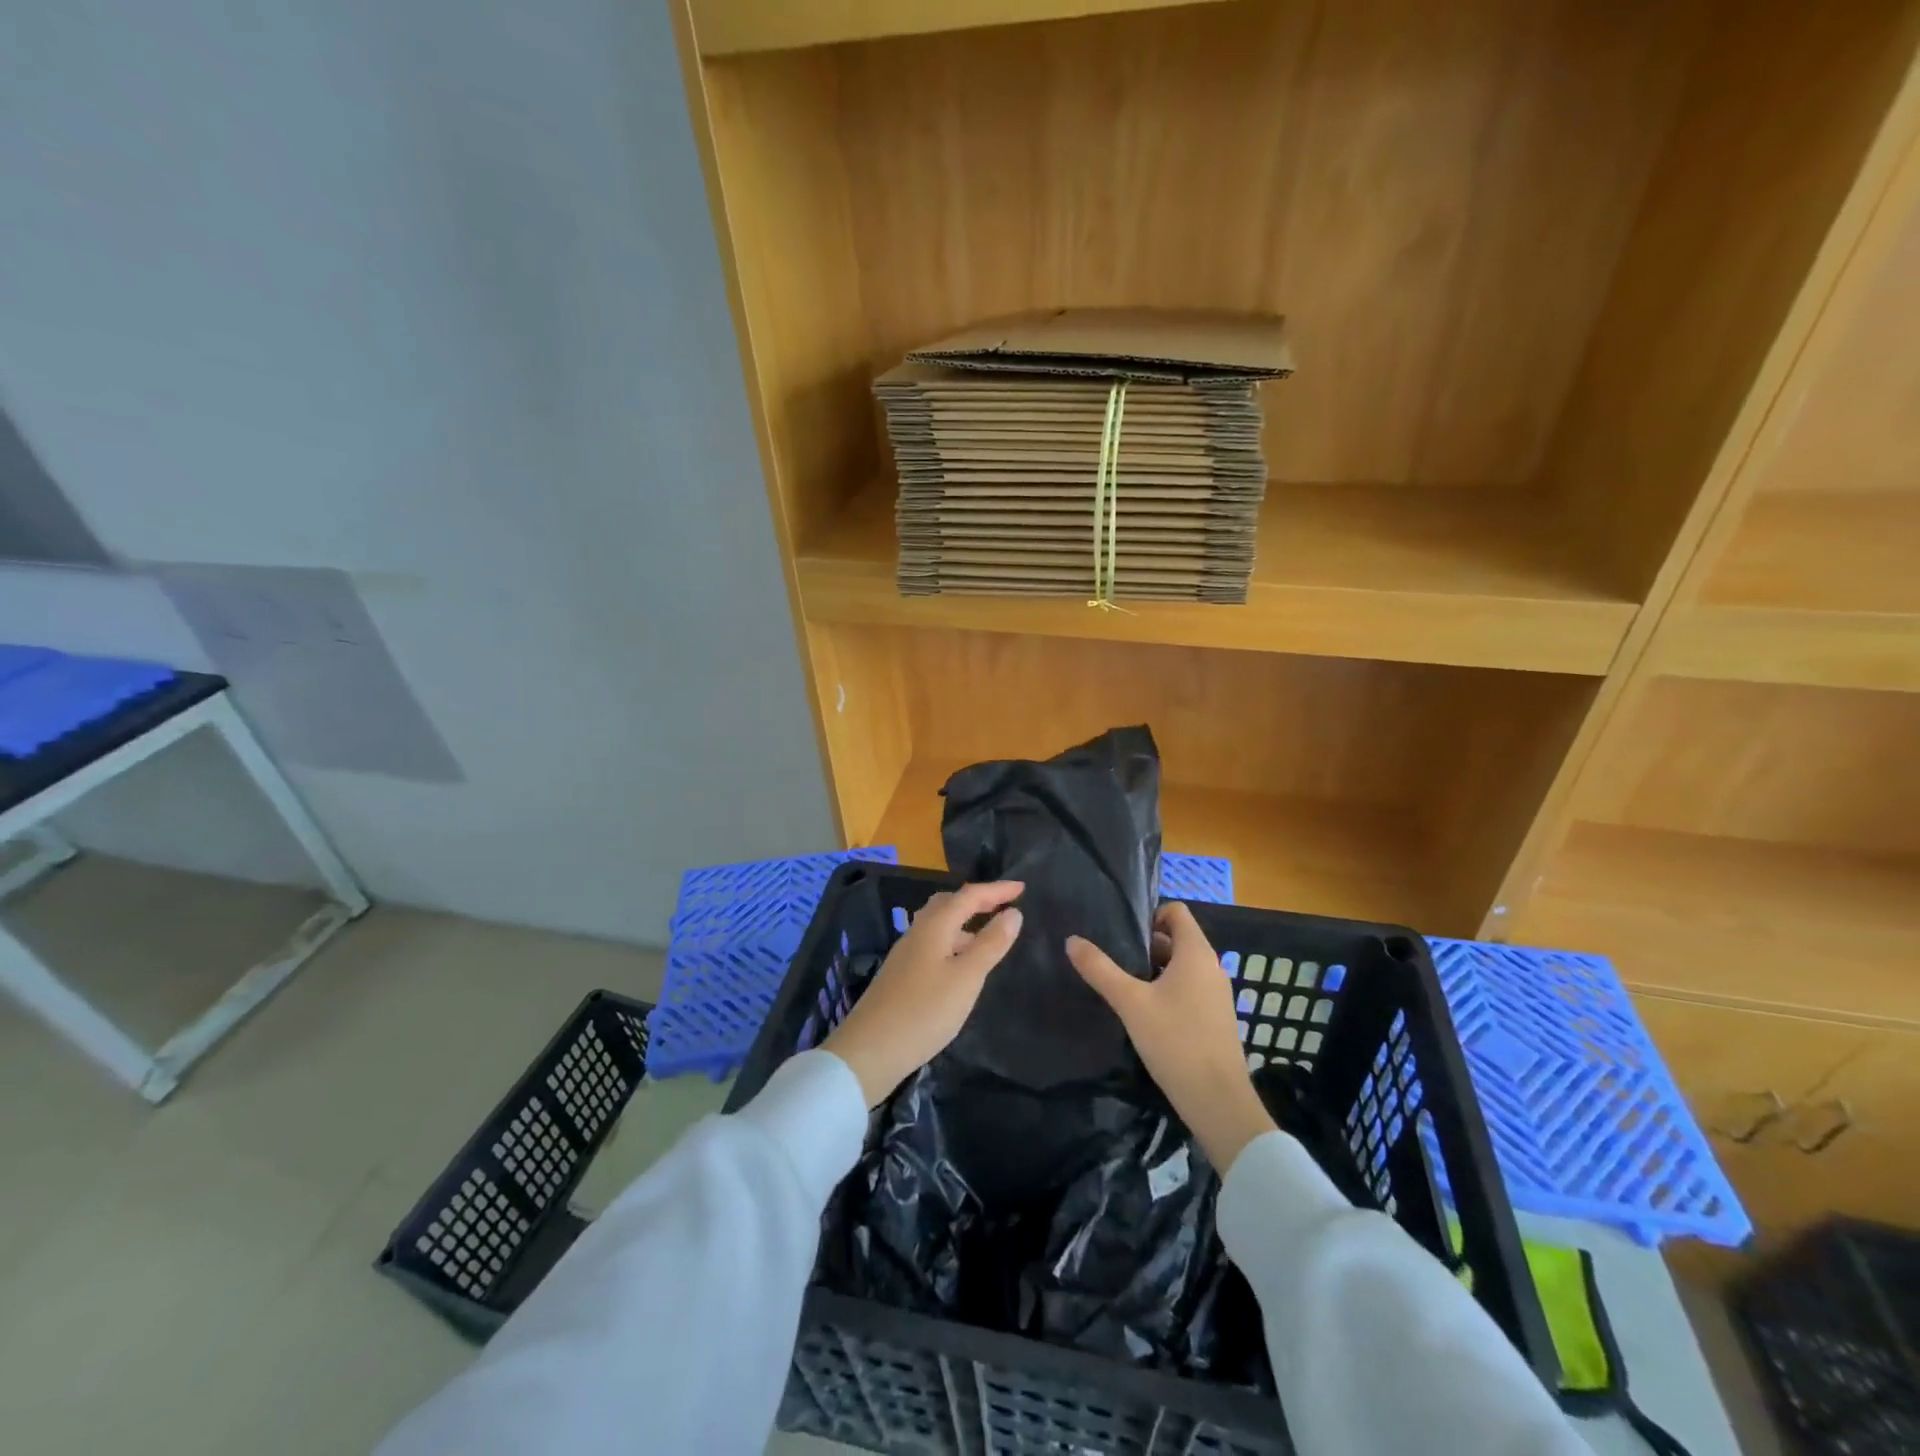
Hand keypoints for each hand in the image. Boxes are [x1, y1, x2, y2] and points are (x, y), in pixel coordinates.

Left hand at [823, 881, 1023, 1106]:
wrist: (870, 1050)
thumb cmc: (924, 1011)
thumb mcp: (966, 978)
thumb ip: (990, 944)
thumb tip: (1013, 913)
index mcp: (934, 926)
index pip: (969, 896)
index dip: (997, 890)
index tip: (1023, 887)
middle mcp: (918, 932)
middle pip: (949, 904)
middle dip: (977, 900)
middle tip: (1004, 906)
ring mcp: (906, 954)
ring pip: (939, 925)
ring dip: (965, 923)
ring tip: (990, 936)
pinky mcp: (901, 974)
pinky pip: (933, 944)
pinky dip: (954, 942)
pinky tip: (962, 965)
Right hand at [1067, 901, 1276, 1173]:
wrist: (1217, 1101)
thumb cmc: (1175, 1041)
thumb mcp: (1130, 1003)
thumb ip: (1100, 969)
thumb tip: (1071, 940)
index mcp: (1196, 954)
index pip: (1177, 912)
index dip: (1150, 914)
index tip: (1123, 934)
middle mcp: (1212, 967)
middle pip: (1177, 939)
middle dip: (1146, 945)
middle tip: (1114, 959)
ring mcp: (1216, 994)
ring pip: (1181, 967)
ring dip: (1154, 969)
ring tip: (1123, 985)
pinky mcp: (1215, 1018)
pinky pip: (1189, 989)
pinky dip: (1167, 990)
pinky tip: (1144, 1013)